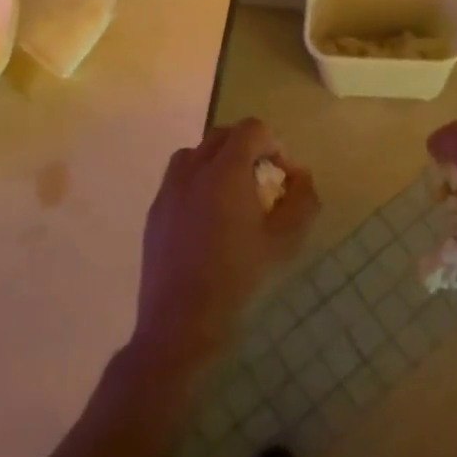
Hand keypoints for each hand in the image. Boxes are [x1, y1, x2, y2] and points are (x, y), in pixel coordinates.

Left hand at [131, 118, 318, 367]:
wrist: (180, 327)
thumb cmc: (238, 281)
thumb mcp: (285, 243)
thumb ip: (302, 200)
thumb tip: (301, 175)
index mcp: (225, 172)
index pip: (252, 129)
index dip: (274, 144)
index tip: (283, 176)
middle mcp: (193, 170)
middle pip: (223, 135)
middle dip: (248, 149)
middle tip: (262, 182)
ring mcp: (168, 190)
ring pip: (196, 153)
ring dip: (219, 161)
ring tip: (232, 195)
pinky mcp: (154, 212)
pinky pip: (178, 178)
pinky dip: (197, 181)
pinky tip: (207, 219)